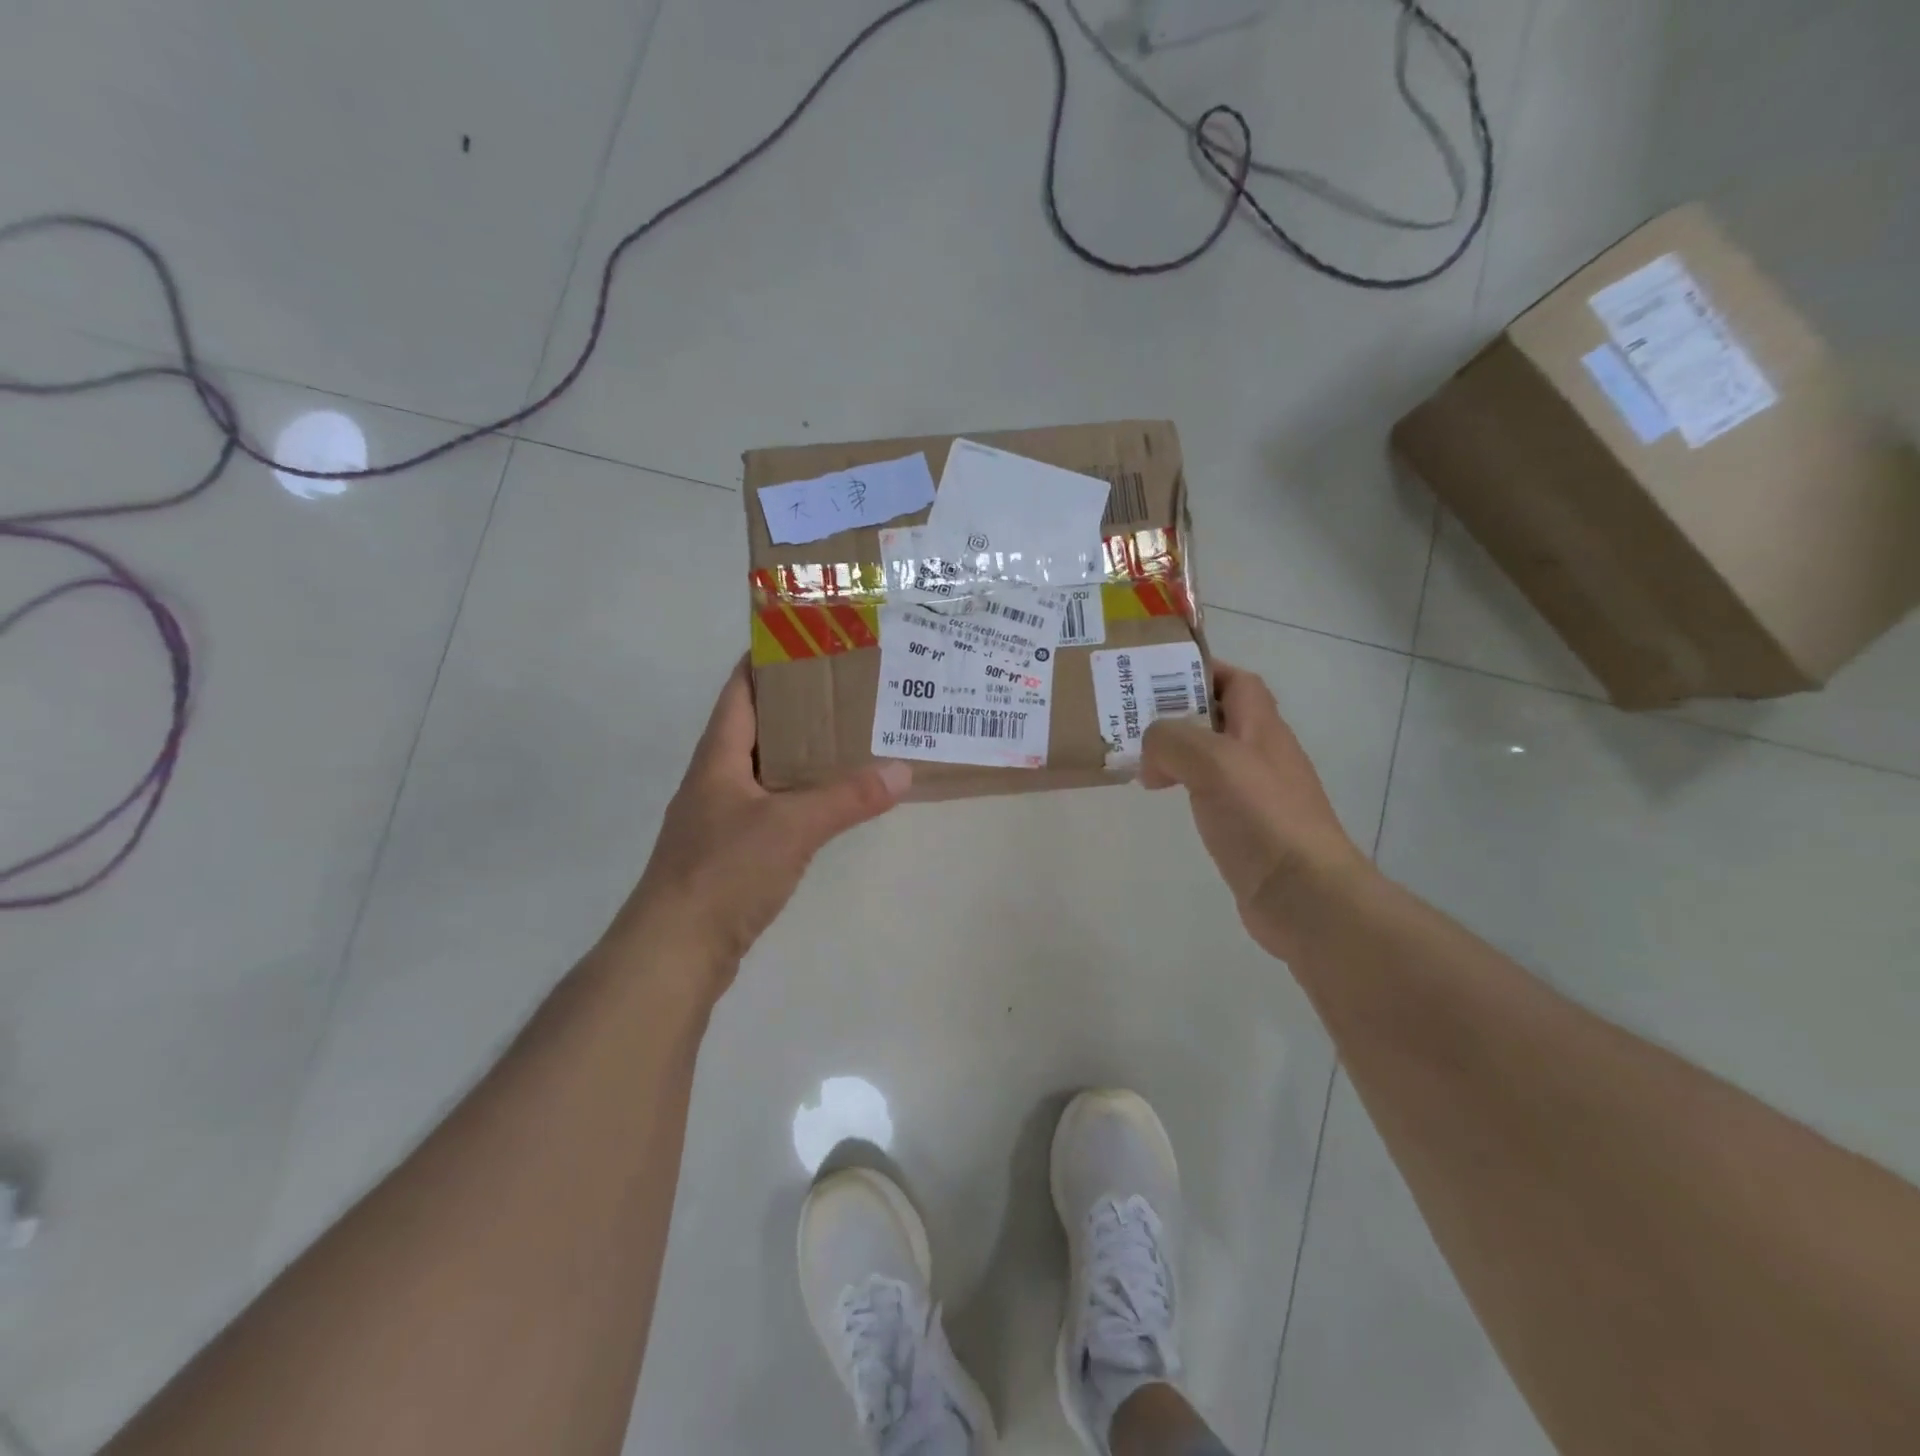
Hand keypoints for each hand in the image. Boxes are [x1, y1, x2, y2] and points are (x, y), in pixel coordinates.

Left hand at [606, 659, 910, 993]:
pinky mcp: (732, 852)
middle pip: (759, 726)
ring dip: (804, 753)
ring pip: (768, 769)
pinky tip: (832, 801)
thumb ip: (847, 797)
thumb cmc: (724, 872)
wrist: (675, 951)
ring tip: (852, 739)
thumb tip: (903, 771)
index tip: (815, 643)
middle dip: (801, 707)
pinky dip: (801, 796)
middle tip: (853, 692)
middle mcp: (717, 779)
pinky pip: (772, 807)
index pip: (741, 688)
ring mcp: (722, 817)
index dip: (770, 660)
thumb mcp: (791, 827)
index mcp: (719, 756)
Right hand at [1141, 662, 1369, 960]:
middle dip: (1178, 713)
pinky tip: (1167, 799)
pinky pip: (1211, 793)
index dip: (1201, 671)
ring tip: (1141, 762)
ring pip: (1212, 757)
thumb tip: (1151, 754)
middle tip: (1133, 720)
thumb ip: (1172, 741)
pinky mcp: (1249, 827)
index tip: (1156, 677)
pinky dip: (1186, 787)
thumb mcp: (1212, 762)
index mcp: (1262, 728)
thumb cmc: (1262, 818)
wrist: (1304, 894)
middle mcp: (1263, 754)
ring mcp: (1258, 793)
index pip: (1237, 681)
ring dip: (1178, 753)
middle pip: (1220, 717)